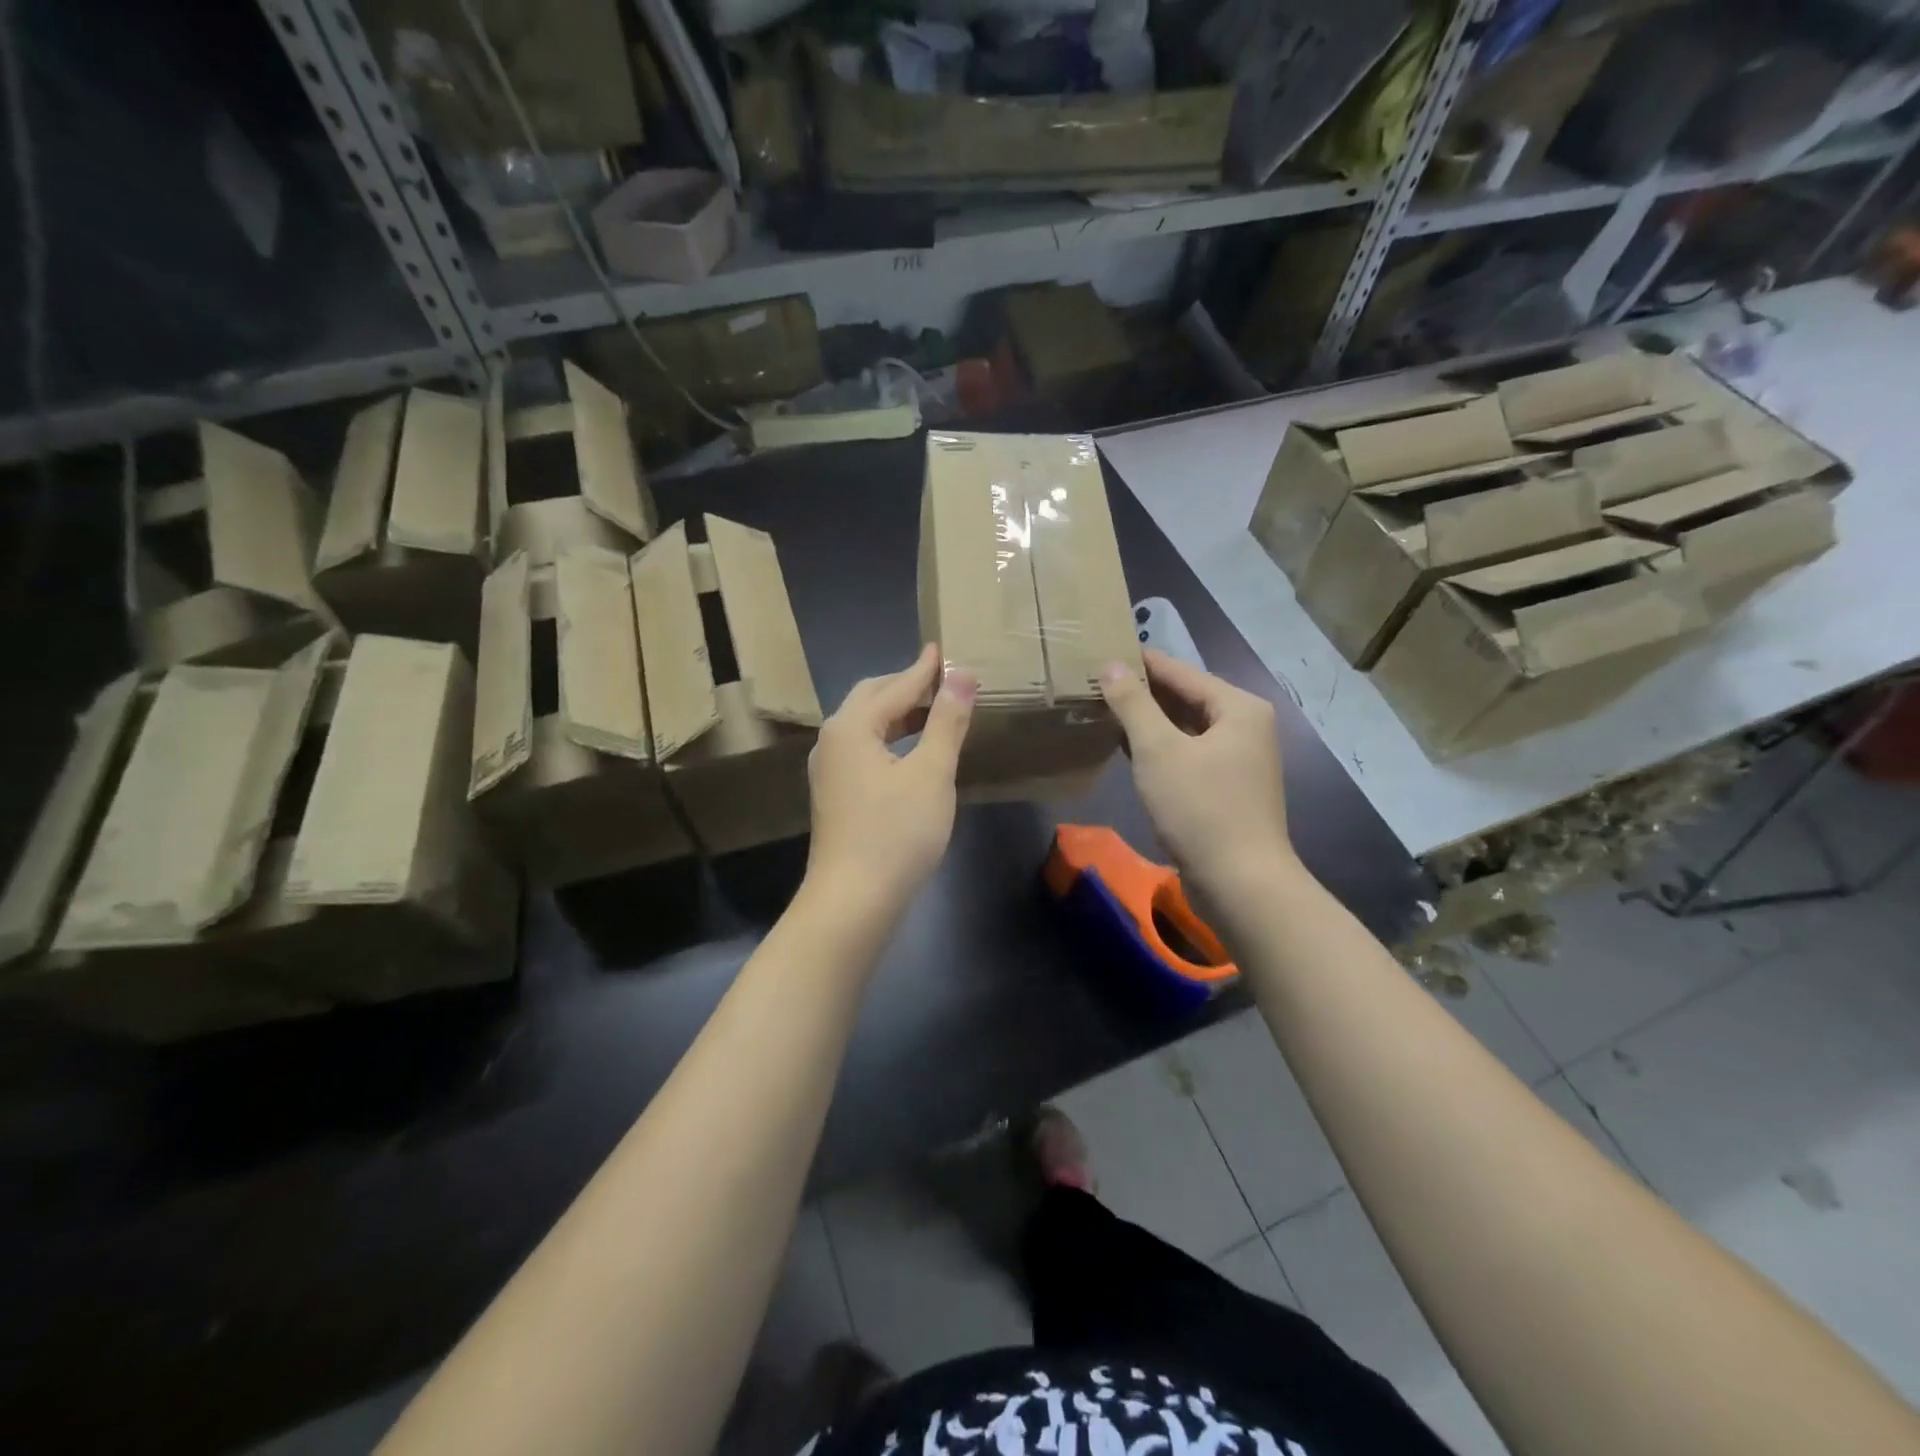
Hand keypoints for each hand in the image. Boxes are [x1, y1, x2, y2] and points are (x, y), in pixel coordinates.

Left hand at [805, 644, 975, 908]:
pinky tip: (909, 751)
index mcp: (852, 727)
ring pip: (865, 726)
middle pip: (871, 699)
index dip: (924, 669)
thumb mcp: (932, 773)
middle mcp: (832, 740)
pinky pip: (862, 749)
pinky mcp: (834, 794)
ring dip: (897, 713)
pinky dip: (888, 738)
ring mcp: (829, 769)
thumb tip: (961, 674)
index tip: (943, 647)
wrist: (853, 900)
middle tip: (941, 679)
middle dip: (905, 686)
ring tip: (932, 710)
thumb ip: (947, 721)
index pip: (895, 686)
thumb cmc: (897, 832)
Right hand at [1100, 649, 1292, 894]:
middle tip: (1095, 682)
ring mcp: (1238, 759)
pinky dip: (1159, 748)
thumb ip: (1133, 704)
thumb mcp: (1158, 750)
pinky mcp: (1226, 787)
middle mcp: (1245, 726)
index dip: (1140, 663)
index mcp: (1238, 707)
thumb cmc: (1200, 809)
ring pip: (1185, 728)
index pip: (1180, 672)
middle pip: (1185, 698)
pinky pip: (1187, 753)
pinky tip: (1126, 748)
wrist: (1240, 883)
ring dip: (1148, 721)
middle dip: (1142, 693)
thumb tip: (1111, 665)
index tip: (1101, 651)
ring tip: (1103, 710)